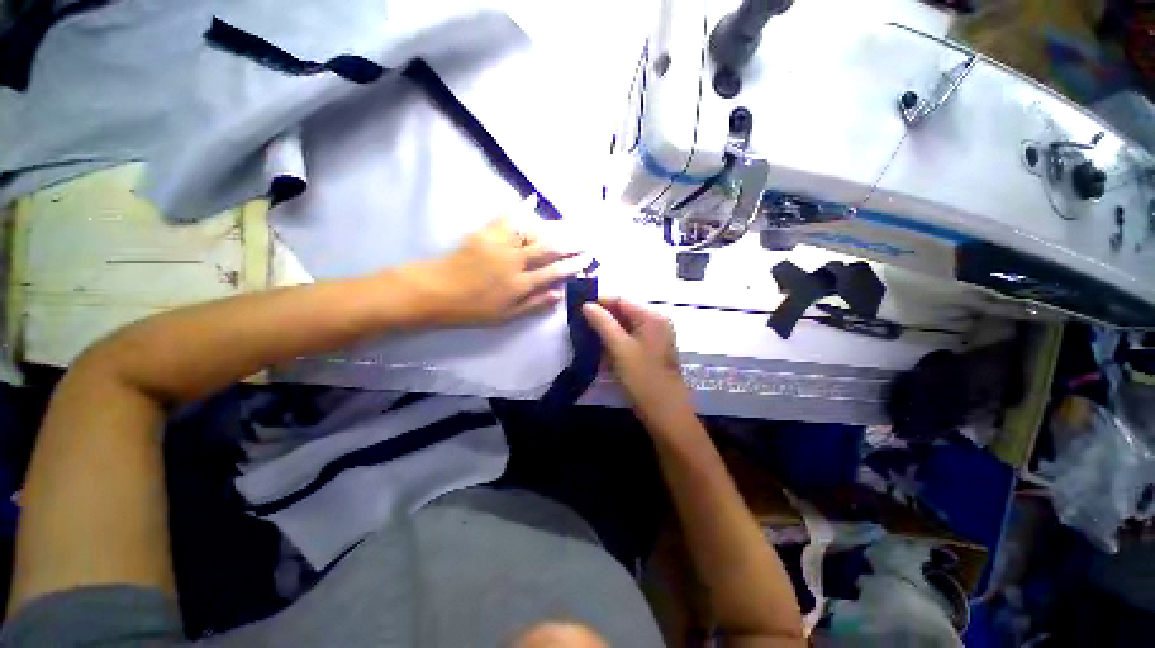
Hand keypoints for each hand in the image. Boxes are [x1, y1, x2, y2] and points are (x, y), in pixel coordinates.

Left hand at [407, 216, 585, 325]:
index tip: (587, 259)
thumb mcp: (506, 316)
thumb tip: (559, 295)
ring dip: (550, 227)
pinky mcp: (485, 232)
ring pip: (531, 231)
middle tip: (584, 239)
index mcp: (520, 284)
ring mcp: (500, 244)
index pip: (554, 271)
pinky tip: (530, 202)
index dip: (573, 265)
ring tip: (563, 227)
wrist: (435, 290)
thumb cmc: (472, 308)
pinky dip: (520, 209)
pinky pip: (507, 218)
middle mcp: (514, 261)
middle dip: (570, 243)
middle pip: (548, 248)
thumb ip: (535, 304)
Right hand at [582, 297, 693, 424]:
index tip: (578, 307)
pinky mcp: (650, 350)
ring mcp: (655, 337)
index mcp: (652, 316)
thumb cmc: (643, 378)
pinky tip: (600, 346)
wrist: (665, 412)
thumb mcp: (620, 348)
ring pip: (626, 325)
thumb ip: (603, 323)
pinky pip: (630, 338)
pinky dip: (615, 340)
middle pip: (624, 311)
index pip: (621, 299)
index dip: (600, 301)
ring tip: (585, 333)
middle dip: (602, 316)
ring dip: (607, 329)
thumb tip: (587, 305)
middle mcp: (656, 322)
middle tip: (579, 322)